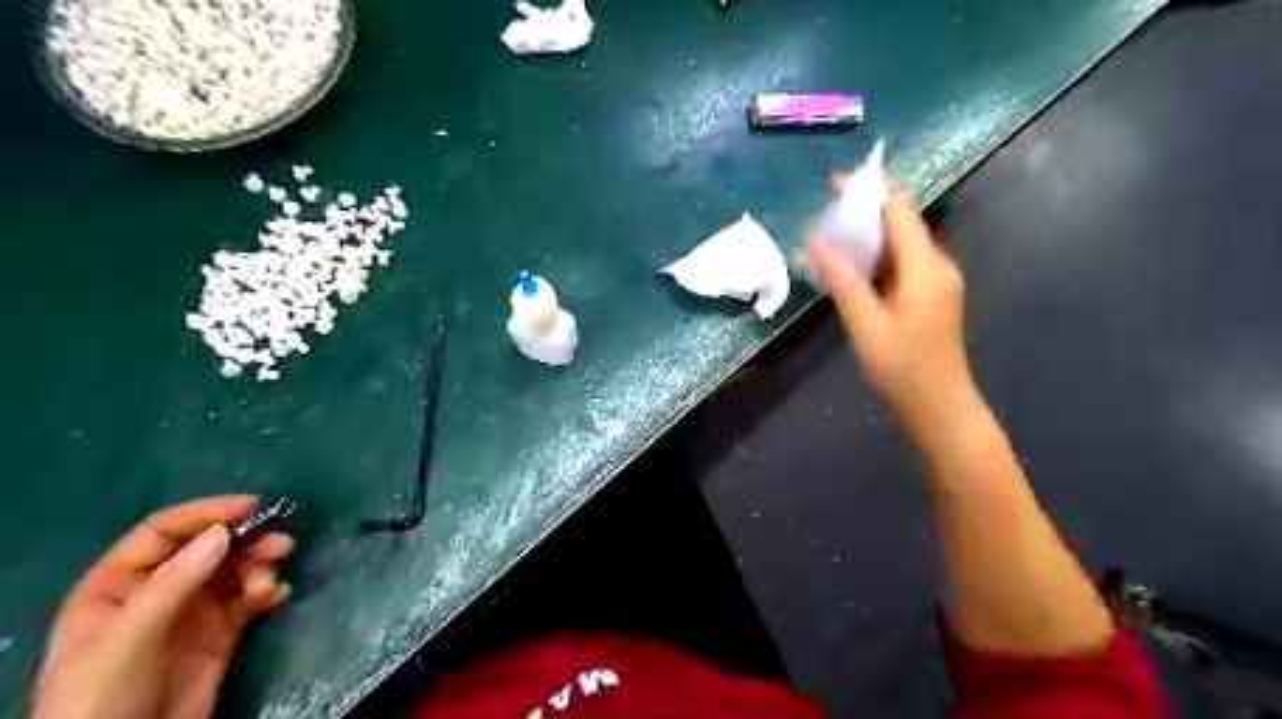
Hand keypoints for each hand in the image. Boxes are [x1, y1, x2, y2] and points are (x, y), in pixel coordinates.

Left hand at [30, 494, 293, 717]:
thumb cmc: (103, 697)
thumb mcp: (129, 639)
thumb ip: (173, 584)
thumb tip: (223, 533)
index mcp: (119, 585)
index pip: (165, 532)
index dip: (207, 513)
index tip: (253, 505)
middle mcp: (159, 591)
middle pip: (209, 547)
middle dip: (246, 540)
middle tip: (281, 543)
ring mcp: (192, 612)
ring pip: (235, 570)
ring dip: (260, 565)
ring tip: (271, 579)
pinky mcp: (221, 633)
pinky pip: (250, 598)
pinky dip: (267, 590)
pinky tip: (276, 596)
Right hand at [805, 192, 978, 427]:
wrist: (940, 408)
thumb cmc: (903, 369)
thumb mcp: (866, 325)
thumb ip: (843, 280)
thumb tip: (817, 240)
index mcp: (925, 267)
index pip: (899, 210)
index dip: (869, 191)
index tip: (834, 184)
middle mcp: (936, 265)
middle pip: (901, 223)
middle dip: (864, 212)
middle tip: (824, 217)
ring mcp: (936, 282)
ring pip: (900, 244)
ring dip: (868, 237)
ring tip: (830, 240)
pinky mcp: (931, 297)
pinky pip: (902, 264)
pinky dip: (876, 259)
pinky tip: (852, 270)